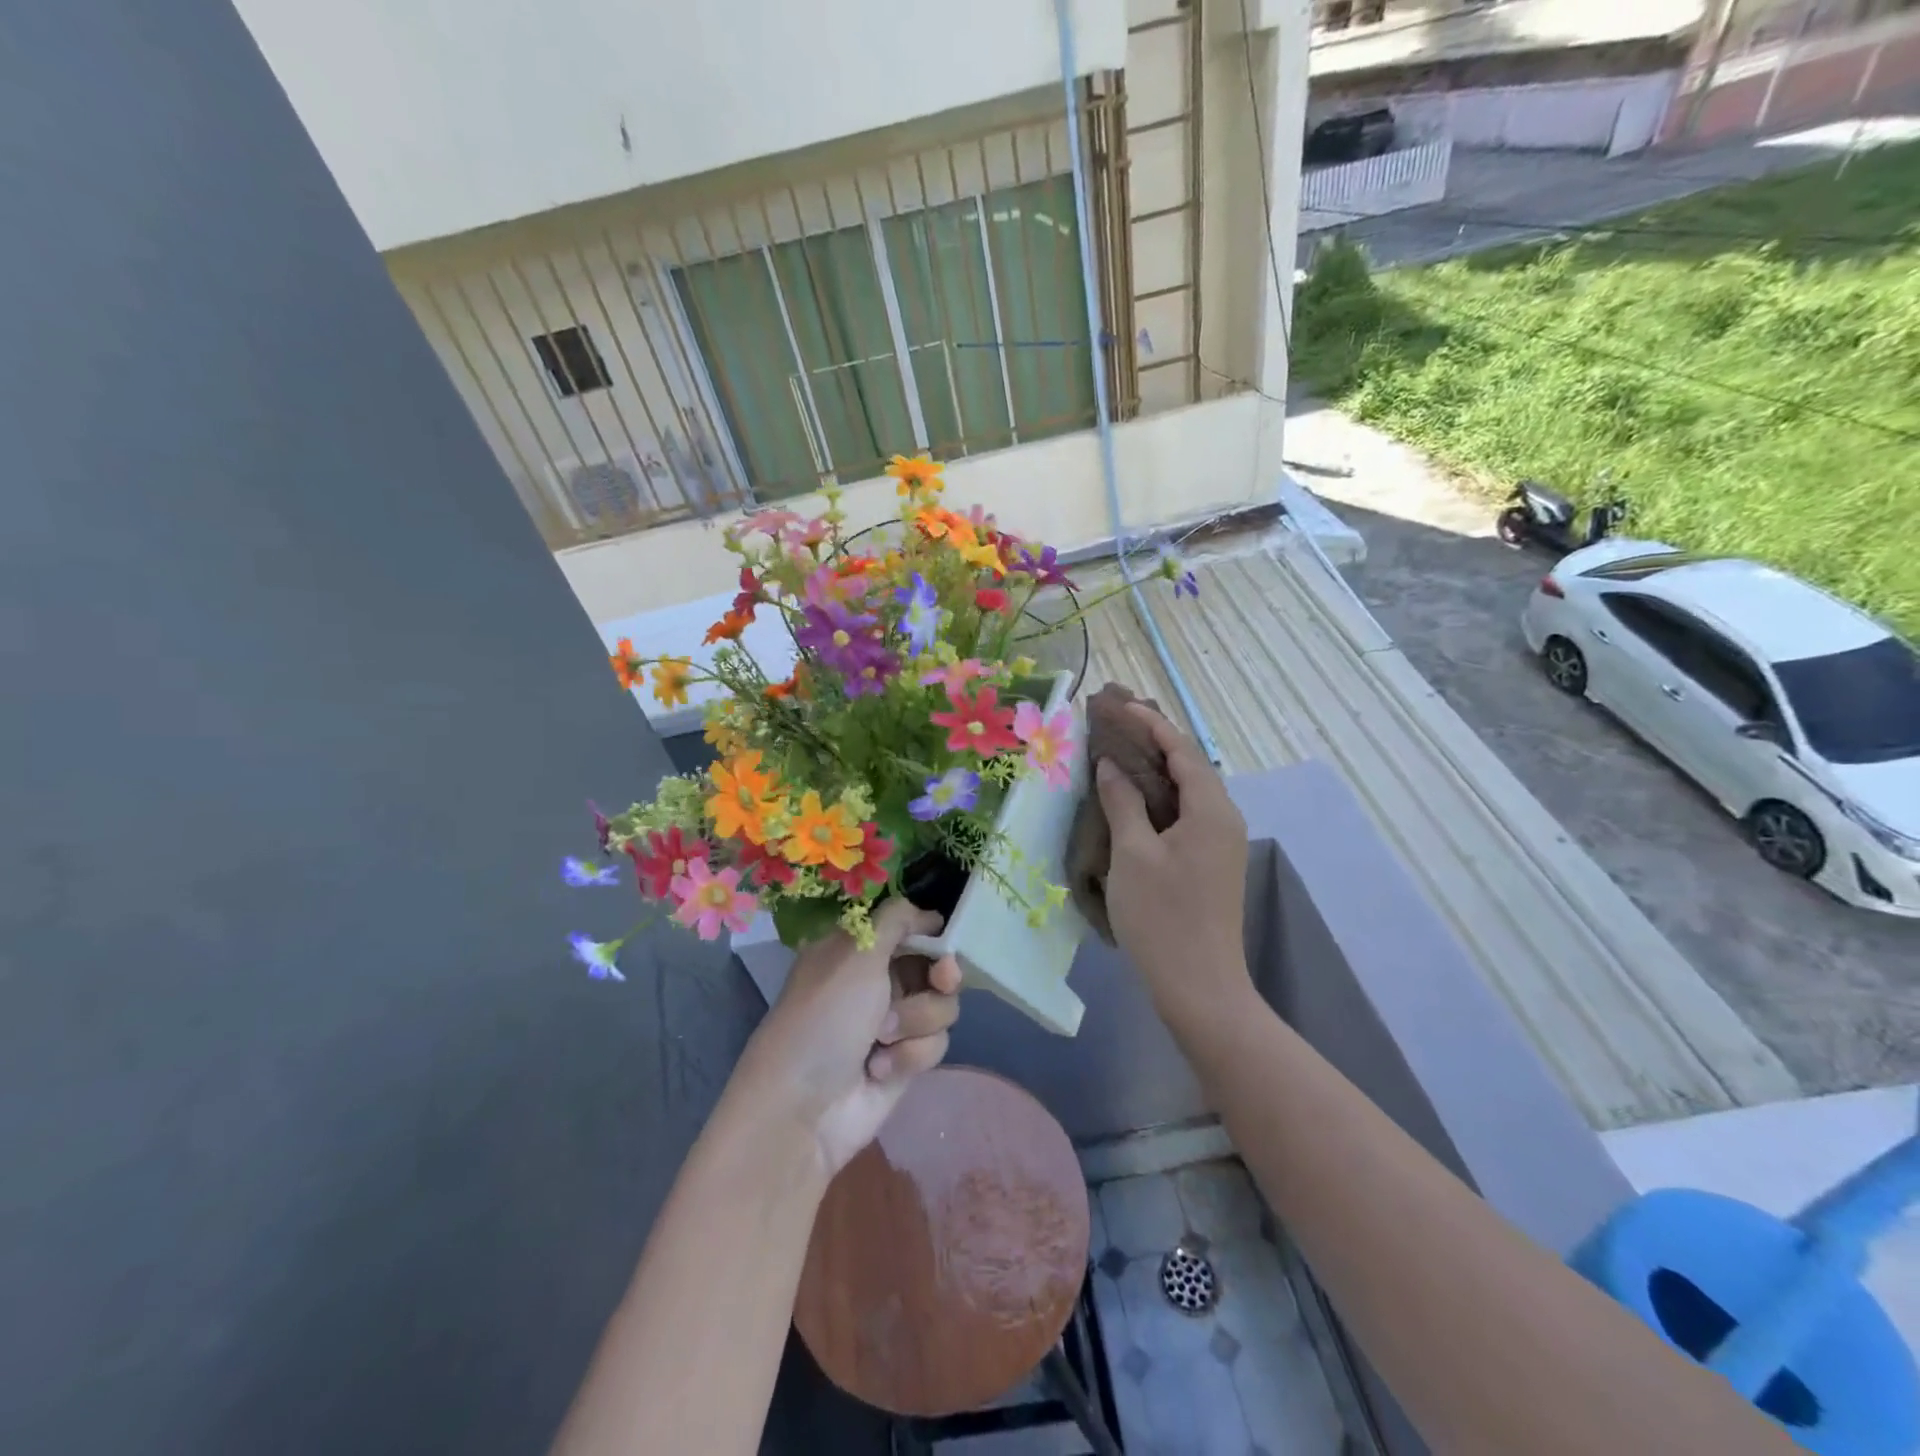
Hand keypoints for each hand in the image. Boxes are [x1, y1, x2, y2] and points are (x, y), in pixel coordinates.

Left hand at [731, 900, 962, 1177]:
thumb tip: (929, 913)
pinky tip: (879, 1068)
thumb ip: (896, 920)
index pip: (907, 925)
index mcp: (857, 949)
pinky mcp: (905, 1059)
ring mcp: (893, 1021)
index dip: (930, 930)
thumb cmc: (825, 1017)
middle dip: (939, 977)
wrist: (804, 1108)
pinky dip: (910, 1054)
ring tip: (882, 1037)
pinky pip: (936, 1043)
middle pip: (935, 965)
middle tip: (940, 980)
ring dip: (916, 1020)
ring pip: (942, 1005)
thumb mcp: (856, 953)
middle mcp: (877, 980)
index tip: (943, 937)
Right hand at [1094, 703, 1252, 1025]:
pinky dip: (1160, 798)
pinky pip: (1186, 814)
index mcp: (1211, 809)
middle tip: (1116, 723)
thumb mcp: (1133, 853)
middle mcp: (1224, 818)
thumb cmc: (1162, 916)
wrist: (1200, 986)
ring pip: (1187, 791)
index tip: (1119, 704)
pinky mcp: (1211, 863)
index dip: (1150, 723)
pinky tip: (1134, 800)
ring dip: (1156, 769)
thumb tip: (1111, 765)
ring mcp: (1221, 843)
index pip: (1182, 750)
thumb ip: (1123, 802)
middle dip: (1154, 741)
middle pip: (1189, 766)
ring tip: (1120, 753)